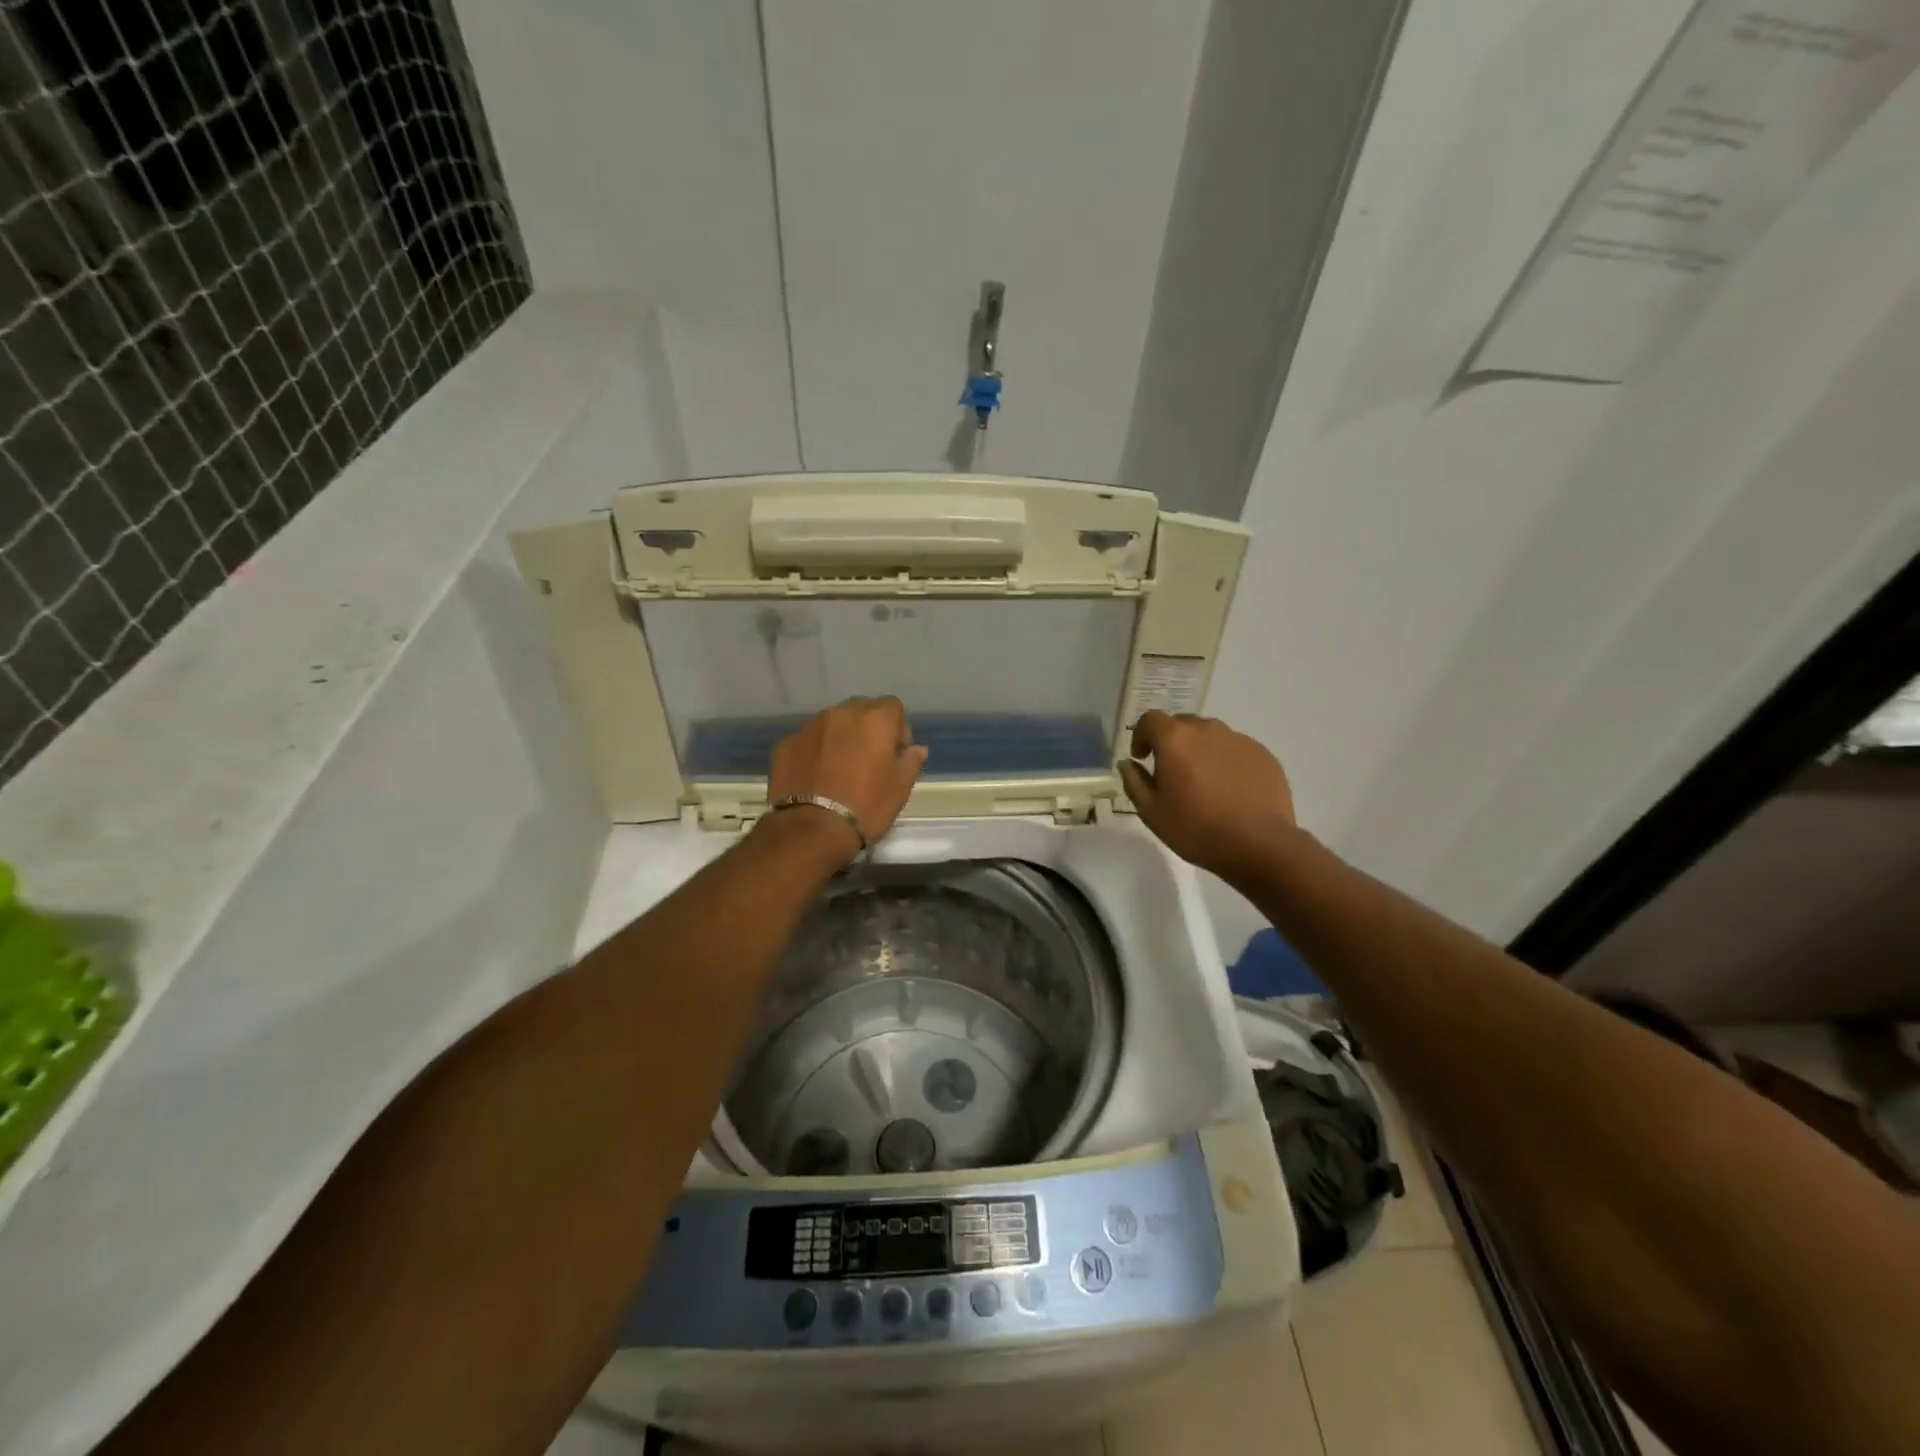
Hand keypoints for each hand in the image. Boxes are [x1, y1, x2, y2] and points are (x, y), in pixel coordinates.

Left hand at [766, 697, 928, 859]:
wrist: (812, 829)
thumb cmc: (867, 806)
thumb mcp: (900, 788)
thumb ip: (911, 761)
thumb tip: (917, 749)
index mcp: (875, 719)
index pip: (893, 706)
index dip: (897, 729)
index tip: (895, 754)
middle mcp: (841, 713)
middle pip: (860, 709)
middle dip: (867, 727)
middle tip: (868, 758)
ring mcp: (810, 726)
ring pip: (832, 722)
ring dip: (840, 737)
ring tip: (839, 768)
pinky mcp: (786, 743)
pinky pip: (808, 739)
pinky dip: (815, 750)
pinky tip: (815, 776)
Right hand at [1118, 711, 1295, 885]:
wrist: (1258, 844)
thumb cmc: (1196, 828)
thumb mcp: (1151, 811)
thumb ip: (1134, 781)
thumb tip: (1128, 763)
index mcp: (1175, 738)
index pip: (1151, 719)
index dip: (1142, 735)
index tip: (1142, 757)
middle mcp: (1207, 729)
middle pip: (1182, 724)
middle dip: (1172, 742)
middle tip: (1172, 772)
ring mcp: (1239, 740)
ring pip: (1211, 736)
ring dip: (1200, 751)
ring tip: (1204, 782)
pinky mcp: (1263, 754)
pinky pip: (1236, 750)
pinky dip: (1226, 761)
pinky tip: (1230, 790)